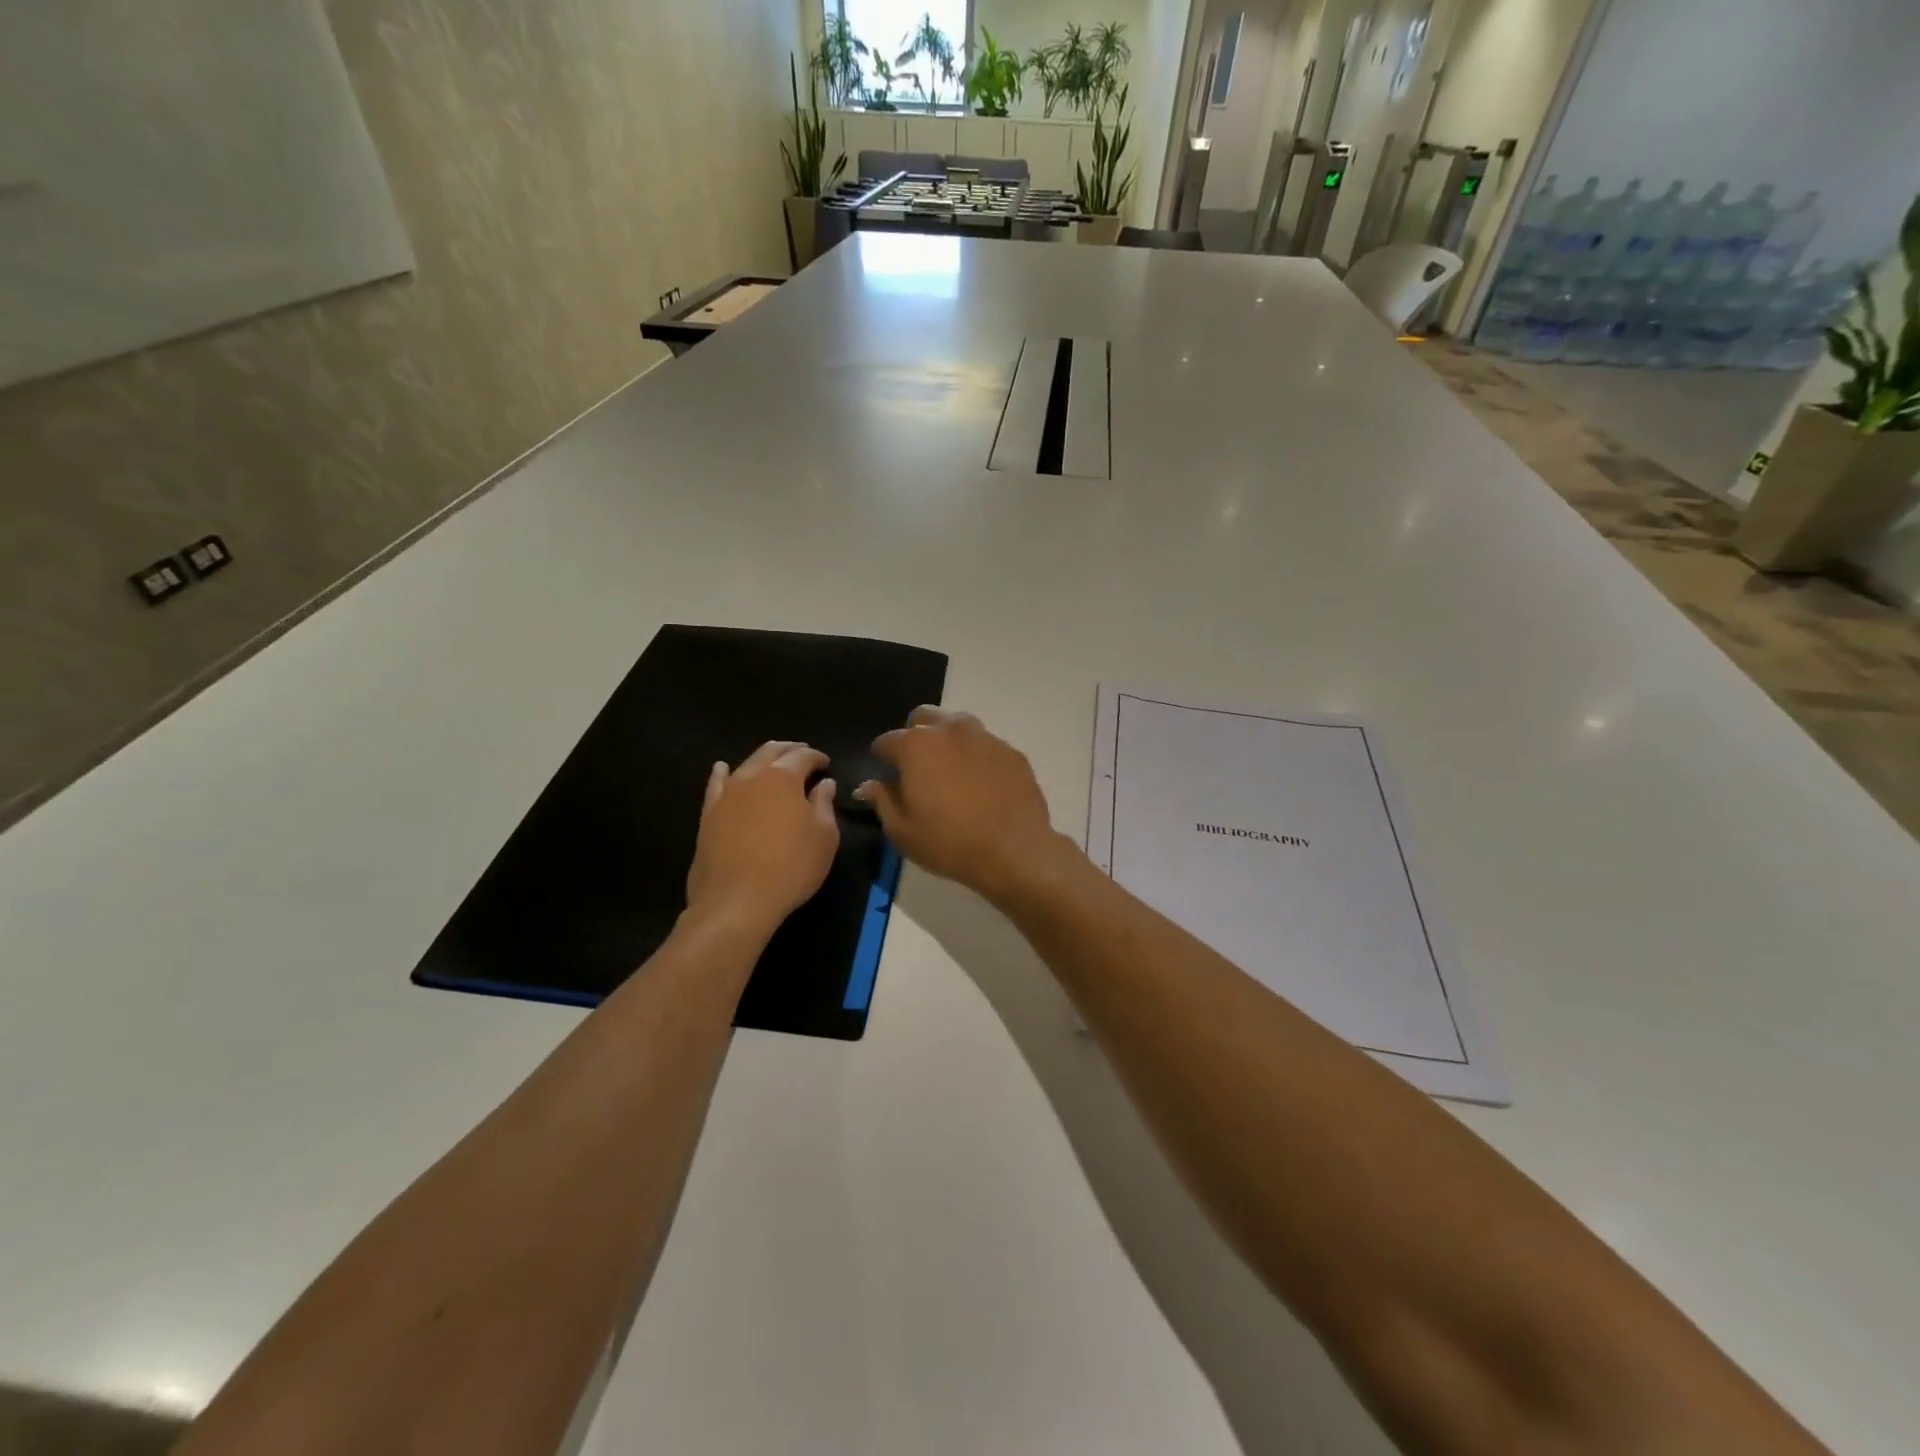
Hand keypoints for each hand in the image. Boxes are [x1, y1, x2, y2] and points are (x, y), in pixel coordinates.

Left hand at [685, 741, 839, 937]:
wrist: (736, 901)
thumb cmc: (791, 867)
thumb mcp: (824, 837)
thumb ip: (824, 805)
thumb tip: (824, 784)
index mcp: (783, 777)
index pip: (803, 756)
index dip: (817, 757)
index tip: (827, 765)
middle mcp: (752, 777)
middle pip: (772, 752)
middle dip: (790, 750)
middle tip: (804, 757)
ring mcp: (726, 794)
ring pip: (746, 764)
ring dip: (764, 760)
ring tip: (775, 764)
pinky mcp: (708, 814)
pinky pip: (716, 785)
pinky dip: (723, 773)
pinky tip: (723, 768)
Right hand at [856, 707, 1074, 902]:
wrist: (1014, 851)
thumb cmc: (949, 843)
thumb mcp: (903, 831)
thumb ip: (882, 801)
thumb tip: (868, 785)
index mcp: (916, 746)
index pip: (887, 741)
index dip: (882, 758)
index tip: (885, 774)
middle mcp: (949, 731)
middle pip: (923, 718)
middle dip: (915, 736)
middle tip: (918, 767)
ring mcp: (985, 737)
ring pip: (957, 725)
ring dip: (947, 740)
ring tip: (950, 771)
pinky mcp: (1011, 751)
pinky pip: (986, 745)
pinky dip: (977, 756)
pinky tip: (981, 783)